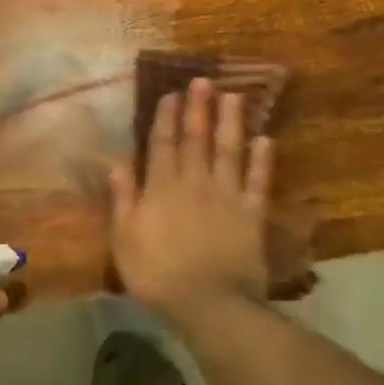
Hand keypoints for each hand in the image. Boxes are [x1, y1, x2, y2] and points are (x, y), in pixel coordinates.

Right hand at [109, 77, 274, 320]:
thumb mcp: (125, 239)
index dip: (166, 117)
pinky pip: (258, 181)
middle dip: (198, 108)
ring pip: (229, 150)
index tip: (170, 93)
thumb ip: (123, 199)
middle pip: (196, 139)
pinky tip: (266, 139)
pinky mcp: (252, 213)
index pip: (162, 143)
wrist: (209, 304)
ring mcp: (226, 195)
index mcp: (161, 188)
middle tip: (203, 80)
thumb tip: (117, 163)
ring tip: (234, 96)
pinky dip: (262, 160)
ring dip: (231, 122)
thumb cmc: (157, 274)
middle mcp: (194, 182)